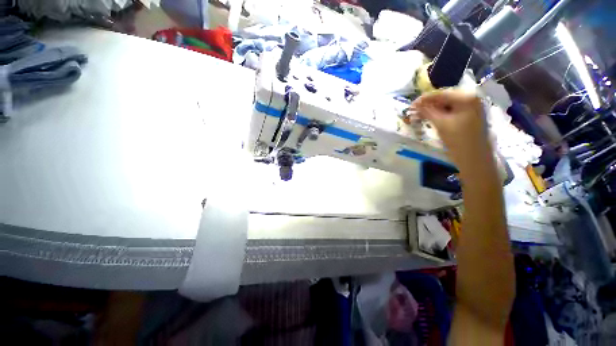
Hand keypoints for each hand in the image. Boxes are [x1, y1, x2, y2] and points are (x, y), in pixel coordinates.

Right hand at [410, 89, 489, 170]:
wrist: (474, 158)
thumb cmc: (458, 140)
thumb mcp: (441, 124)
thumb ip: (427, 112)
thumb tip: (414, 105)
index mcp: (467, 97)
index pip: (441, 93)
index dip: (424, 99)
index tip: (410, 105)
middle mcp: (472, 97)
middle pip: (445, 97)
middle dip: (429, 104)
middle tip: (415, 111)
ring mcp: (472, 106)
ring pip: (447, 103)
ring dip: (433, 109)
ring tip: (420, 115)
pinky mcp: (470, 114)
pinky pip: (452, 109)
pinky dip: (441, 113)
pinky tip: (432, 117)